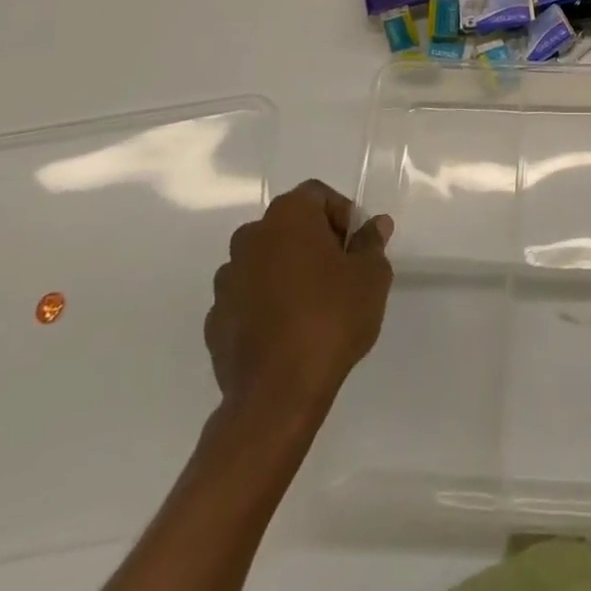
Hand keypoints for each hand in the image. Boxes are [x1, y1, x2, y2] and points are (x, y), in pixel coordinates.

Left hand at [204, 180, 393, 417]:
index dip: (342, 215)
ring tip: (313, 306)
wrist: (277, 395)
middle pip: (289, 225)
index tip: (357, 246)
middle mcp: (250, 237)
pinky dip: (266, 304)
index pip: (317, 195)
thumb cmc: (331, 319)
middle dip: (315, 241)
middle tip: (341, 273)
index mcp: (288, 217)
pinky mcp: (215, 319)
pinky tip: (287, 333)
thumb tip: (375, 225)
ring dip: (287, 272)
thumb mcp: (371, 277)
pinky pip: (248, 298)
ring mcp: (227, 280)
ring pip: (265, 261)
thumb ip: (372, 243)